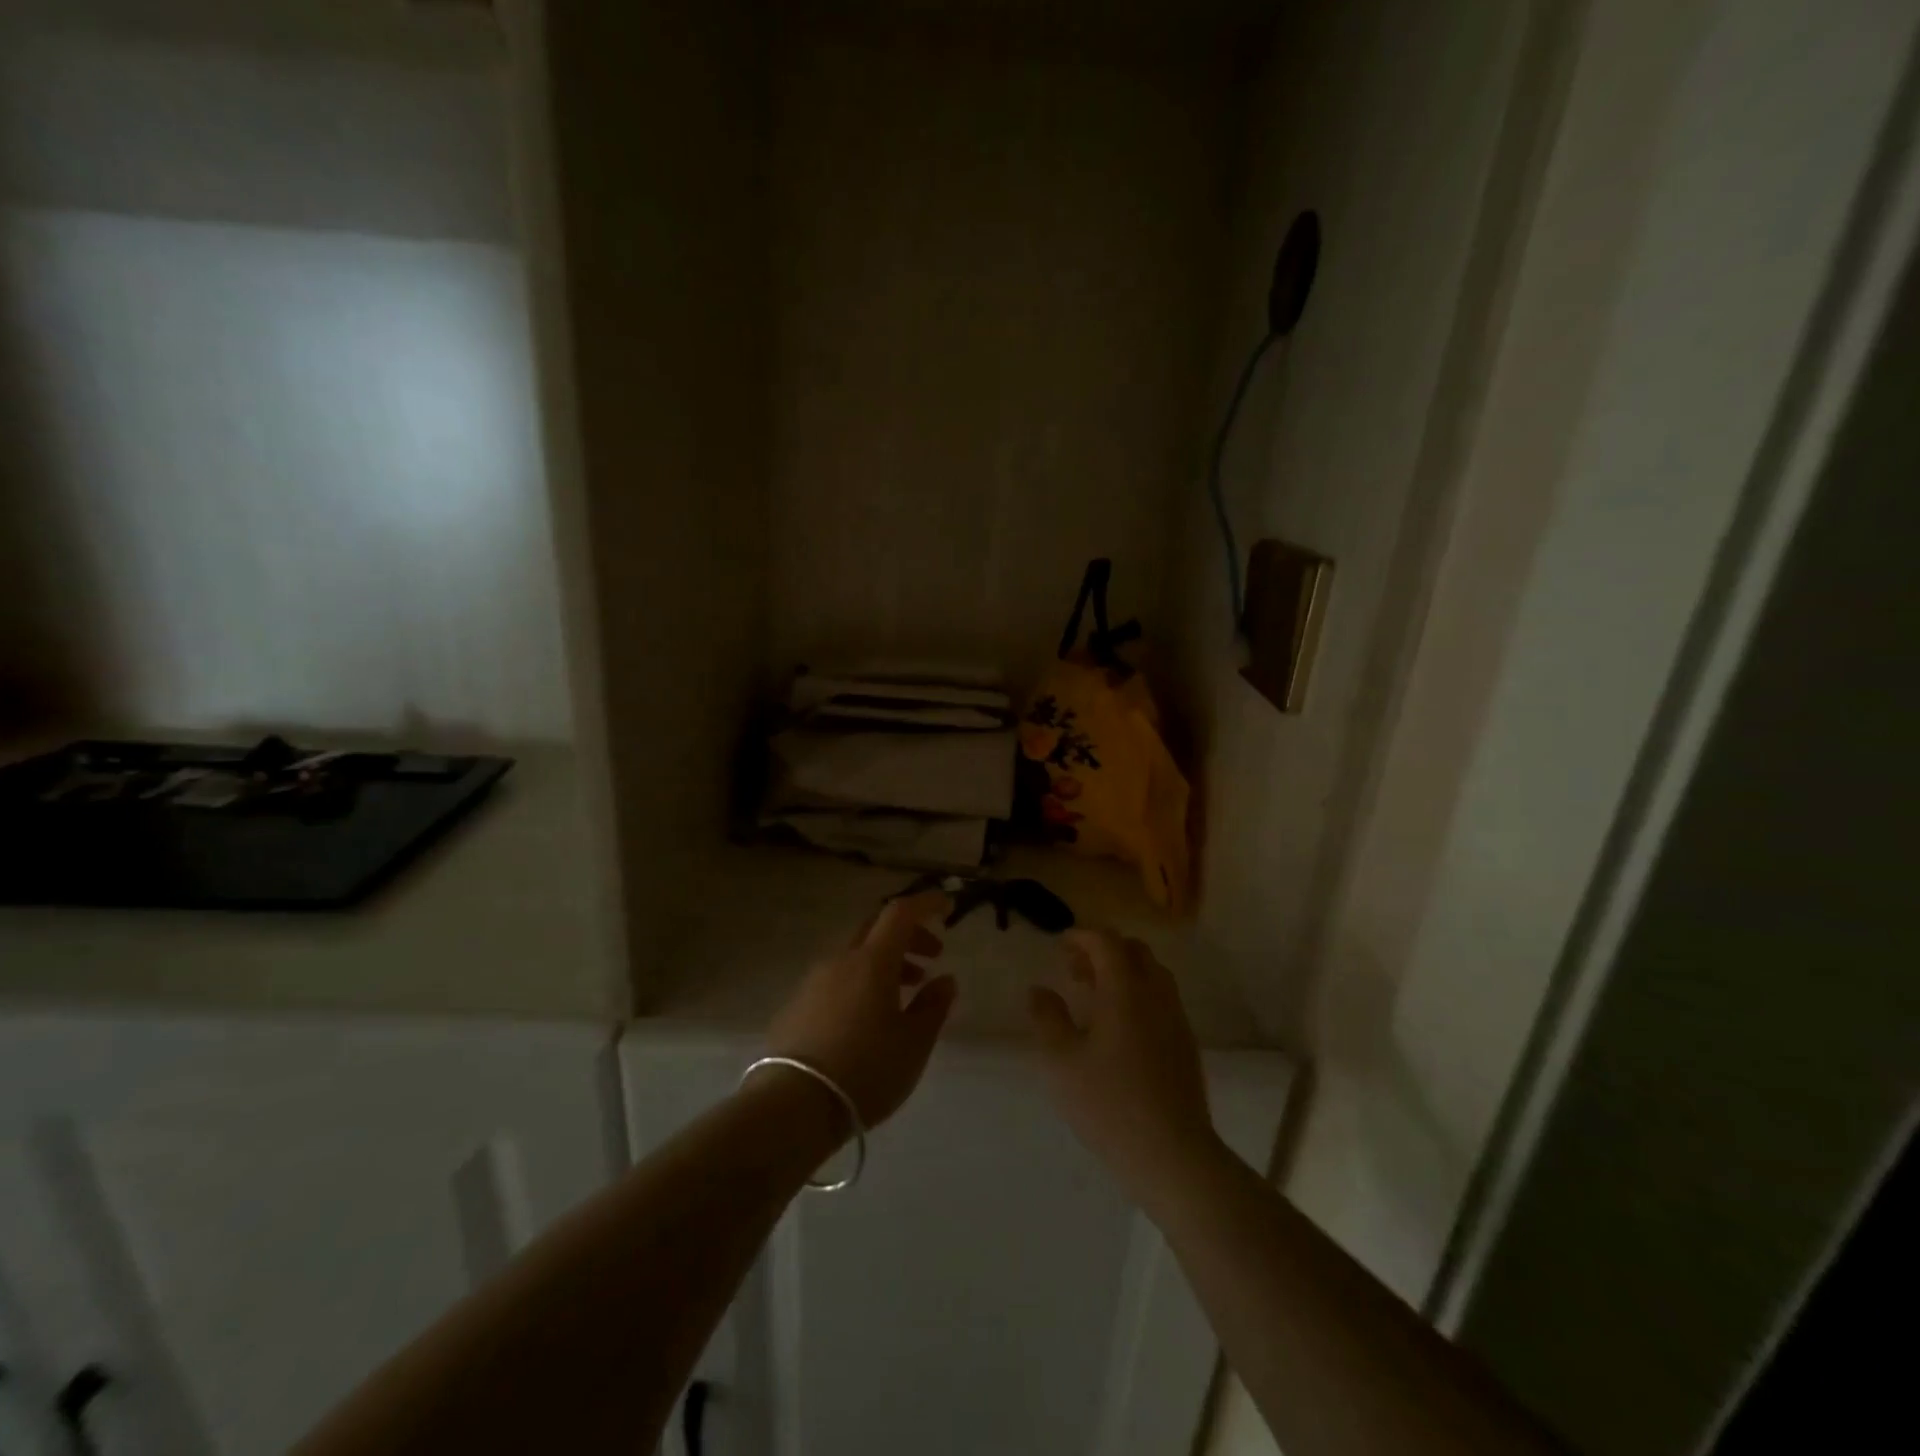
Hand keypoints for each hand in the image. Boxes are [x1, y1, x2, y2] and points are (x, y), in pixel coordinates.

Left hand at [763, 892, 957, 1128]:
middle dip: (908, 935)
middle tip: (932, 956)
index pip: (900, 912)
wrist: (793, 1106)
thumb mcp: (913, 1044)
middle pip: (876, 928)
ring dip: (885, 962)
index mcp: (872, 961)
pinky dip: (861, 981)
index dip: (926, 903)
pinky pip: (837, 978)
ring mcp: (813, 981)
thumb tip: (945, 980)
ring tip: (906, 992)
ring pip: (855, 954)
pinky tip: (868, 1016)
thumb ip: (933, 1006)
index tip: (947, 907)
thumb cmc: (865, 1070)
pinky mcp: (797, 1005)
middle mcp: (840, 960)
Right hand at [1030, 929, 1220, 1210]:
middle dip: (1104, 951)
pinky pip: (1162, 1000)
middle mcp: (1156, 994)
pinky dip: (1139, 995)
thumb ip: (1047, 1018)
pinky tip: (1119, 1029)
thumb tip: (1038, 990)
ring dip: (1123, 972)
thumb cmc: (1109, 1103)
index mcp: (1125, 989)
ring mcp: (1176, 1019)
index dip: (1082, 936)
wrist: (1173, 1155)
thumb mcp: (1061, 1061)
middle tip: (1075, 970)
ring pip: (1153, 974)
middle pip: (1135, 951)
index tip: (1061, 945)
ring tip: (1094, 998)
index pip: (1107, 942)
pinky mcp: (1186, 1045)